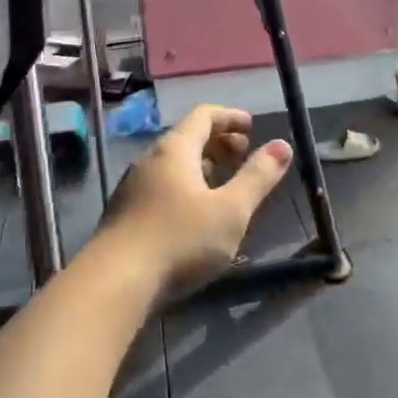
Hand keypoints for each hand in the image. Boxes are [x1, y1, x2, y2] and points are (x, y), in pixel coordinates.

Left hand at [101, 105, 292, 300]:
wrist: (114, 283)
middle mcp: (150, 159)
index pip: (204, 115)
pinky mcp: (125, 213)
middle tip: (243, 155)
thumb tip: (282, 145)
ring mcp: (133, 186)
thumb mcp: (231, 210)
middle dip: (218, 141)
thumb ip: (258, 177)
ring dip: (202, 166)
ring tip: (224, 184)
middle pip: (187, 137)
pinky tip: (196, 213)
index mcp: (175, 149)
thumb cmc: (180, 240)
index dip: (230, 117)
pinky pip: (162, 185)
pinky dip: (185, 186)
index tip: (251, 127)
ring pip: (173, 164)